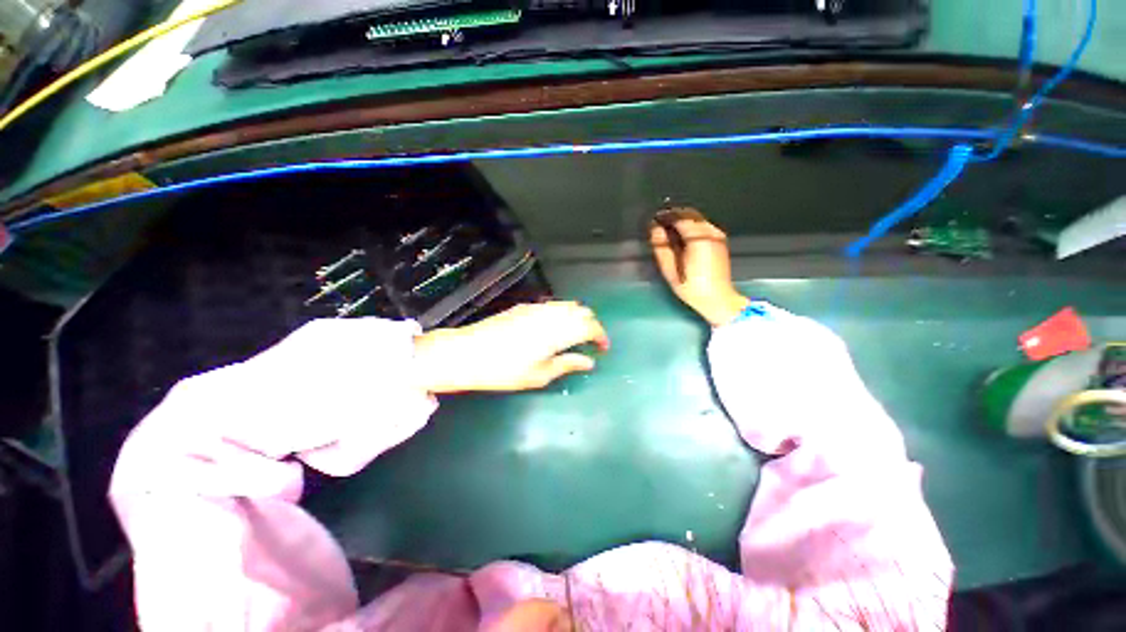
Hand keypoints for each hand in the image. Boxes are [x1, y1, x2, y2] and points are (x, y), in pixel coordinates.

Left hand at [414, 301, 609, 394]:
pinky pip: (552, 304)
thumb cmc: (505, 370)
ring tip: (575, 335)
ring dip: (577, 317)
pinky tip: (555, 326)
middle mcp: (550, 315)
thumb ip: (567, 364)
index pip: (590, 327)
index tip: (603, 348)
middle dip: (591, 325)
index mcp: (557, 333)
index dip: (601, 336)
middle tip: (590, 342)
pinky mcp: (524, 306)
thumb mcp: (539, 375)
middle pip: (582, 311)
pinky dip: (562, 312)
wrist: (468, 353)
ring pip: (567, 305)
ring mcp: (536, 308)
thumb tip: (589, 362)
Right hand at [650, 208, 749, 326]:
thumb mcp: (670, 270)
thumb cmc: (691, 287)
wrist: (718, 299)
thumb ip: (661, 247)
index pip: (679, 216)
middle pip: (690, 214)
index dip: (665, 216)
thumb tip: (654, 229)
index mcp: (698, 238)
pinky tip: (681, 238)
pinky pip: (702, 225)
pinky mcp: (720, 239)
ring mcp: (717, 235)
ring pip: (697, 218)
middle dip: (673, 216)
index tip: (653, 220)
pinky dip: (690, 226)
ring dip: (682, 220)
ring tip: (668, 231)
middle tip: (659, 224)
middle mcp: (710, 232)